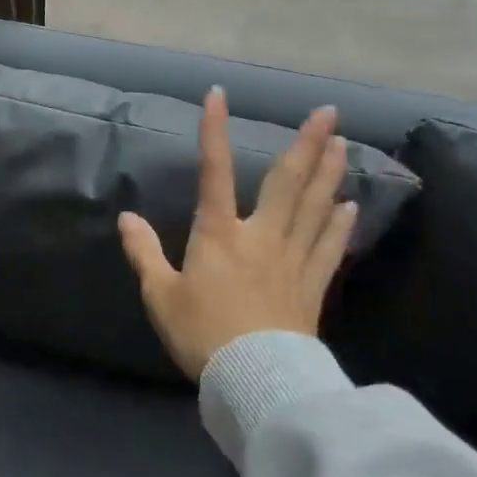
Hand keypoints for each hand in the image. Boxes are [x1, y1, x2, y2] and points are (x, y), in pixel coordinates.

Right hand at [118, 90, 356, 379]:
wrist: (256, 380)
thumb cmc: (202, 333)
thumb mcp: (160, 294)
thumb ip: (143, 252)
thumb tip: (126, 217)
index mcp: (219, 233)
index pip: (214, 171)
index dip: (214, 132)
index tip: (218, 95)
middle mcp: (260, 235)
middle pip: (287, 183)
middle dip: (307, 144)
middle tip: (329, 112)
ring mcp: (292, 259)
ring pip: (315, 207)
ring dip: (329, 173)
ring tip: (342, 143)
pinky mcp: (312, 286)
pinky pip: (330, 247)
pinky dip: (340, 224)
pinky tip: (350, 206)